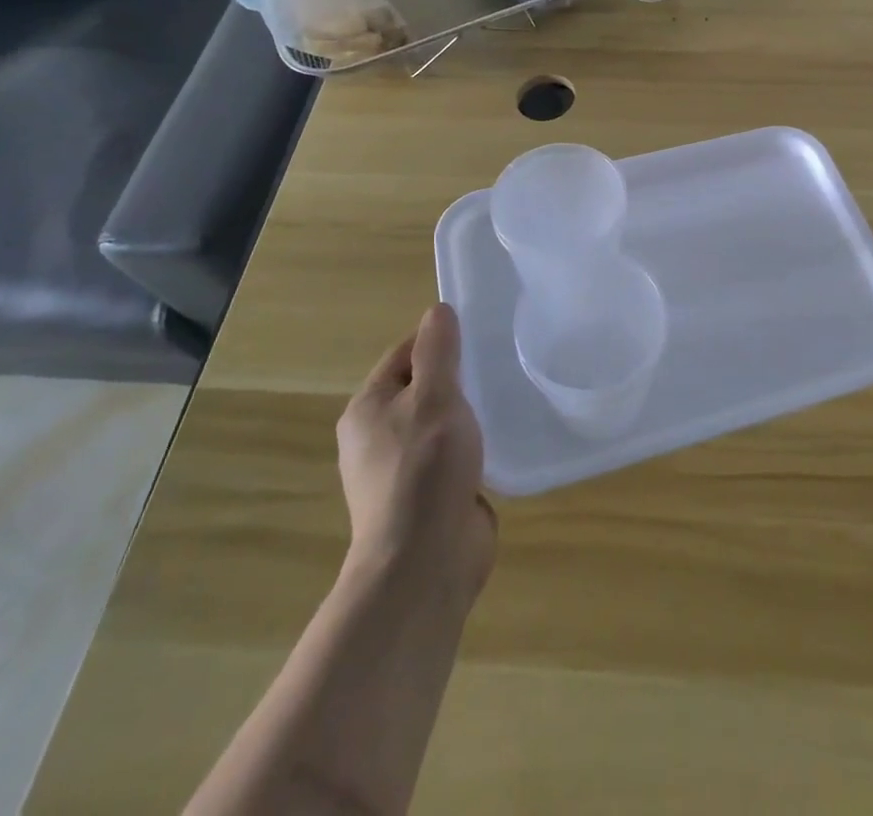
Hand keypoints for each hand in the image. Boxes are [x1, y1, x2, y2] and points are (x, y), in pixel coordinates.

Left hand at [337, 304, 496, 605]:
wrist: (425, 562)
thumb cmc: (425, 467)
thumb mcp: (435, 397)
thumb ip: (438, 351)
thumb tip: (438, 310)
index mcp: (367, 409)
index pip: (404, 355)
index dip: (438, 339)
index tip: (478, 333)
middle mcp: (377, 437)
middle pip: (421, 388)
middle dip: (457, 376)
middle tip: (498, 363)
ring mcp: (401, 471)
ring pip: (438, 424)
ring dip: (467, 413)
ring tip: (505, 397)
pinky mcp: (427, 497)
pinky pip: (451, 456)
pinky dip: (473, 446)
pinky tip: (500, 440)